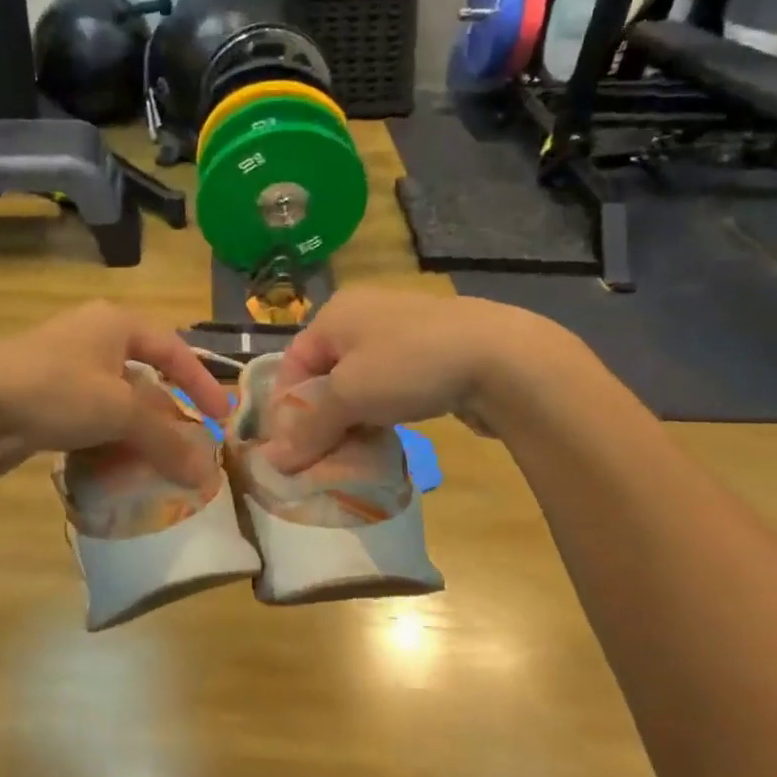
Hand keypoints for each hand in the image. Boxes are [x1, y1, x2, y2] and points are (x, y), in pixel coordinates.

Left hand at [0, 301, 229, 484]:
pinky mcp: (41, 395)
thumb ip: (166, 440)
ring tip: (153, 463)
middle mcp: (91, 336)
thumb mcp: (119, 412)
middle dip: (167, 414)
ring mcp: (63, 365)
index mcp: (115, 323)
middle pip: (144, 376)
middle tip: (187, 446)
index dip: (201, 383)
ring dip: (136, 431)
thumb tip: (207, 473)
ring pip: (114, 400)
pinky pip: (88, 416)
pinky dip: (105, 438)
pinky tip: (111, 466)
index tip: (222, 418)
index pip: (174, 350)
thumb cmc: (55, 391)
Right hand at [264, 288, 576, 472]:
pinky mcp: (431, 354)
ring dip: (351, 420)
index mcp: (335, 315)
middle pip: (325, 376)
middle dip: (319, 419)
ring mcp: (401, 334)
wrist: (503, 358)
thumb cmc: (409, 365)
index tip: (291, 450)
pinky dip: (381, 413)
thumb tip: (272, 462)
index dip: (286, 409)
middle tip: (320, 458)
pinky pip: (390, 387)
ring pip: (358, 385)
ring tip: (352, 454)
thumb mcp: (349, 397)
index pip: (292, 364)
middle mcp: (363, 317)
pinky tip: (386, 438)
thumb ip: (309, 428)